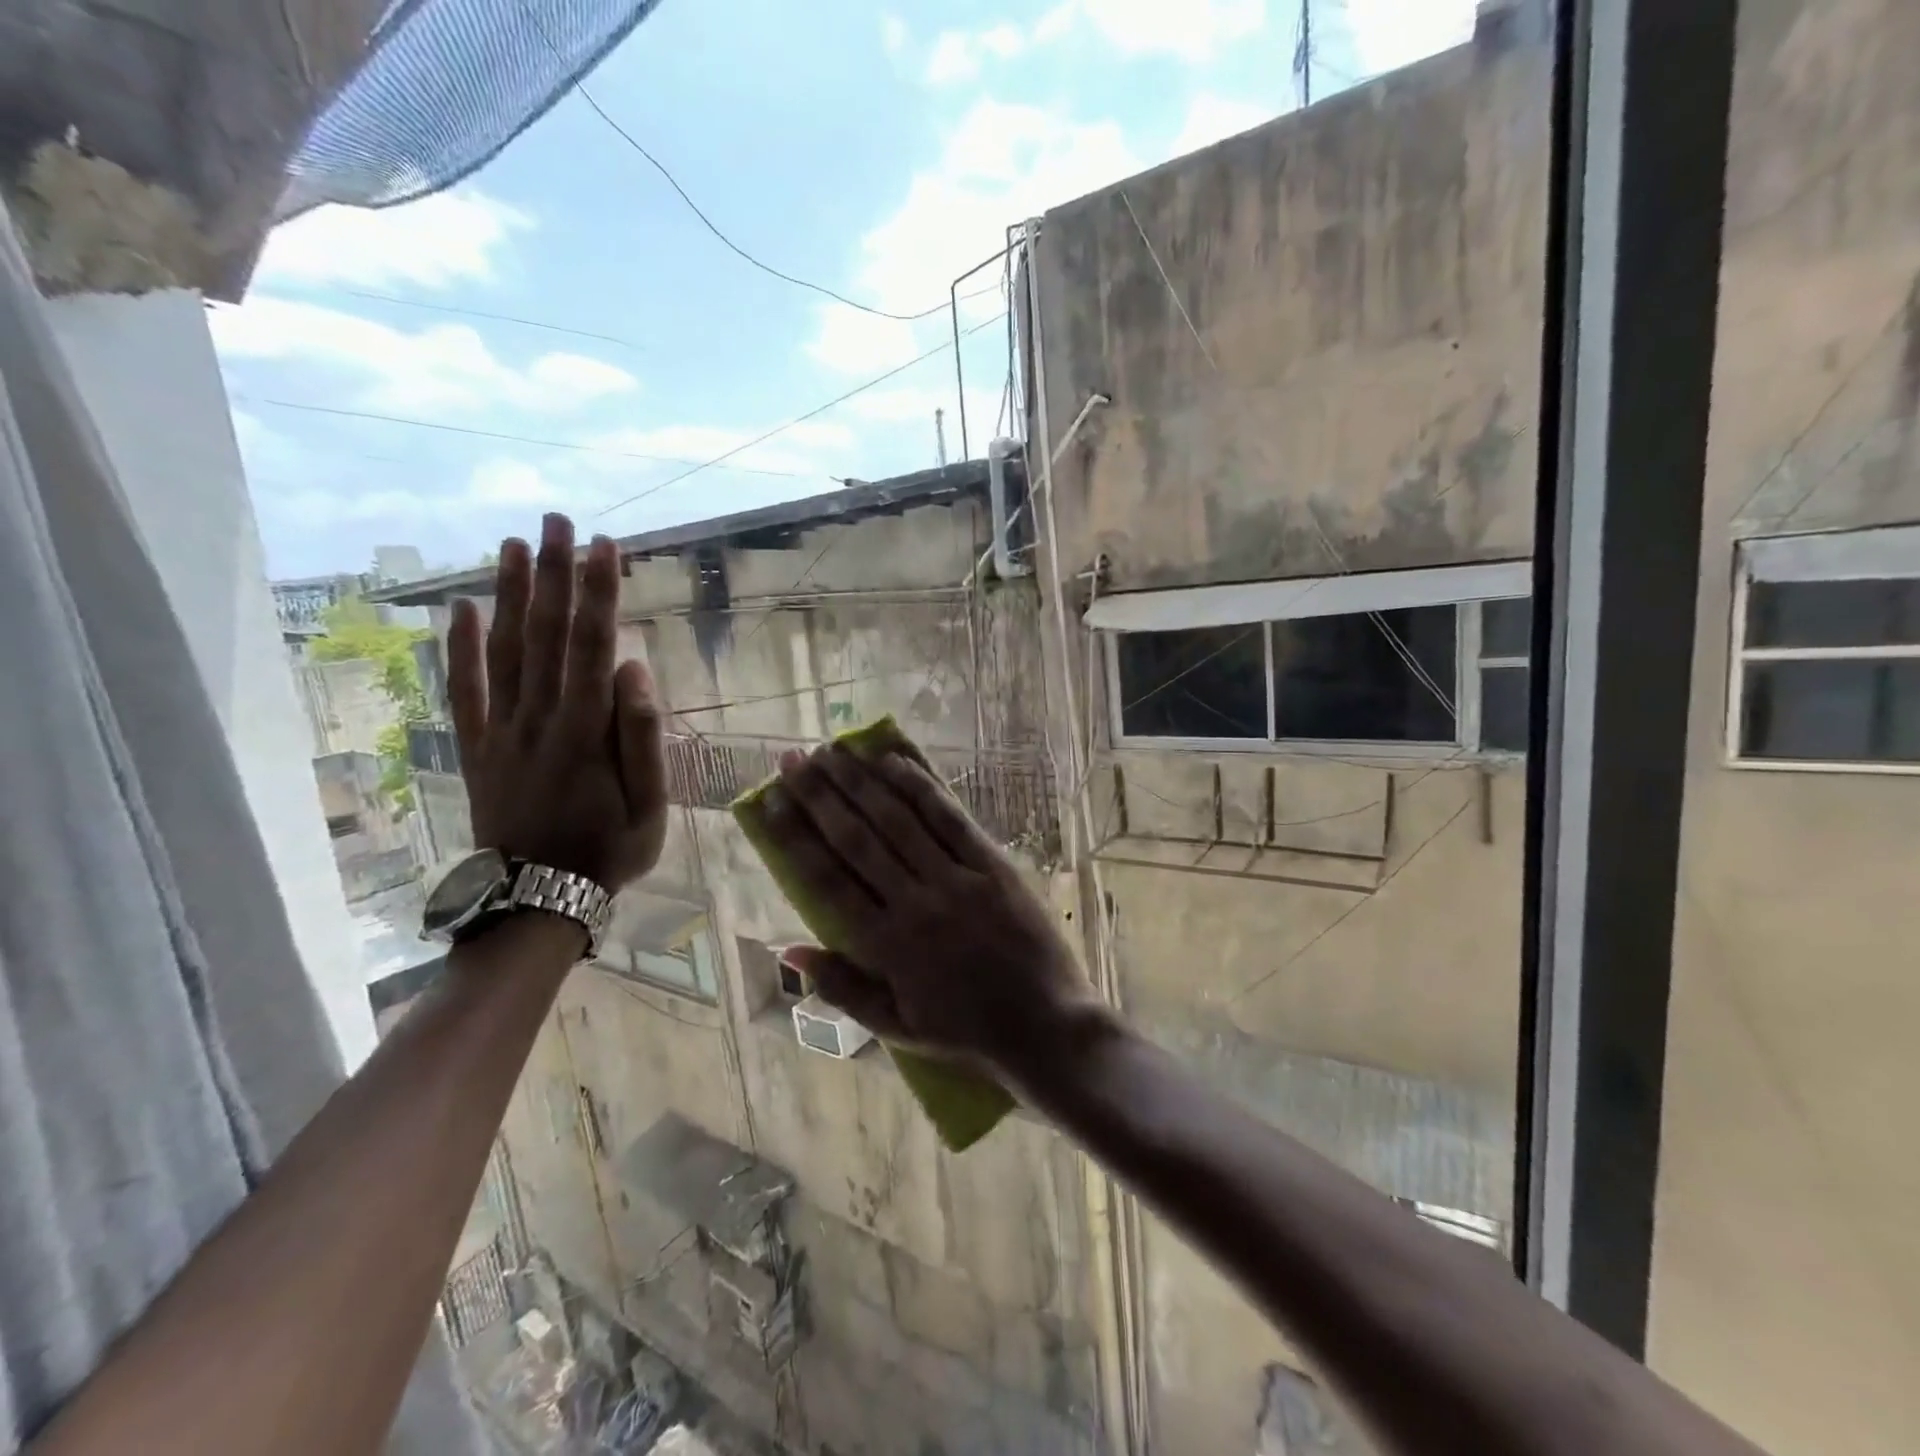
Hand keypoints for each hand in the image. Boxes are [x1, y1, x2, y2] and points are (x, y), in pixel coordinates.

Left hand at [446, 513, 666, 891]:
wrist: (537, 898)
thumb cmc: (607, 851)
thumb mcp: (649, 806)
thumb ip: (642, 737)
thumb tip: (635, 670)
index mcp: (585, 731)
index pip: (592, 647)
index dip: (598, 594)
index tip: (605, 546)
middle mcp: (538, 718)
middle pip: (545, 634)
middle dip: (555, 573)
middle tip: (559, 520)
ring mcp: (501, 730)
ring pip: (504, 650)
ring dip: (510, 593)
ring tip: (516, 543)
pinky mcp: (478, 746)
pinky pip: (465, 689)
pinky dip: (460, 647)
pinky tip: (461, 608)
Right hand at [763, 744, 1098, 1081]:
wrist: (1045, 1025)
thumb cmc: (965, 1030)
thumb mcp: (895, 1027)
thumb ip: (841, 988)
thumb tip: (788, 951)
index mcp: (886, 947)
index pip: (826, 880)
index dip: (793, 836)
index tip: (770, 801)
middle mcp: (915, 905)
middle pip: (857, 839)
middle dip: (820, 795)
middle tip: (792, 759)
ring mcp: (957, 881)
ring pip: (899, 821)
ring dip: (862, 782)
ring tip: (833, 751)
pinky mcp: (994, 866)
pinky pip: (951, 820)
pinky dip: (921, 788)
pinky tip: (894, 762)